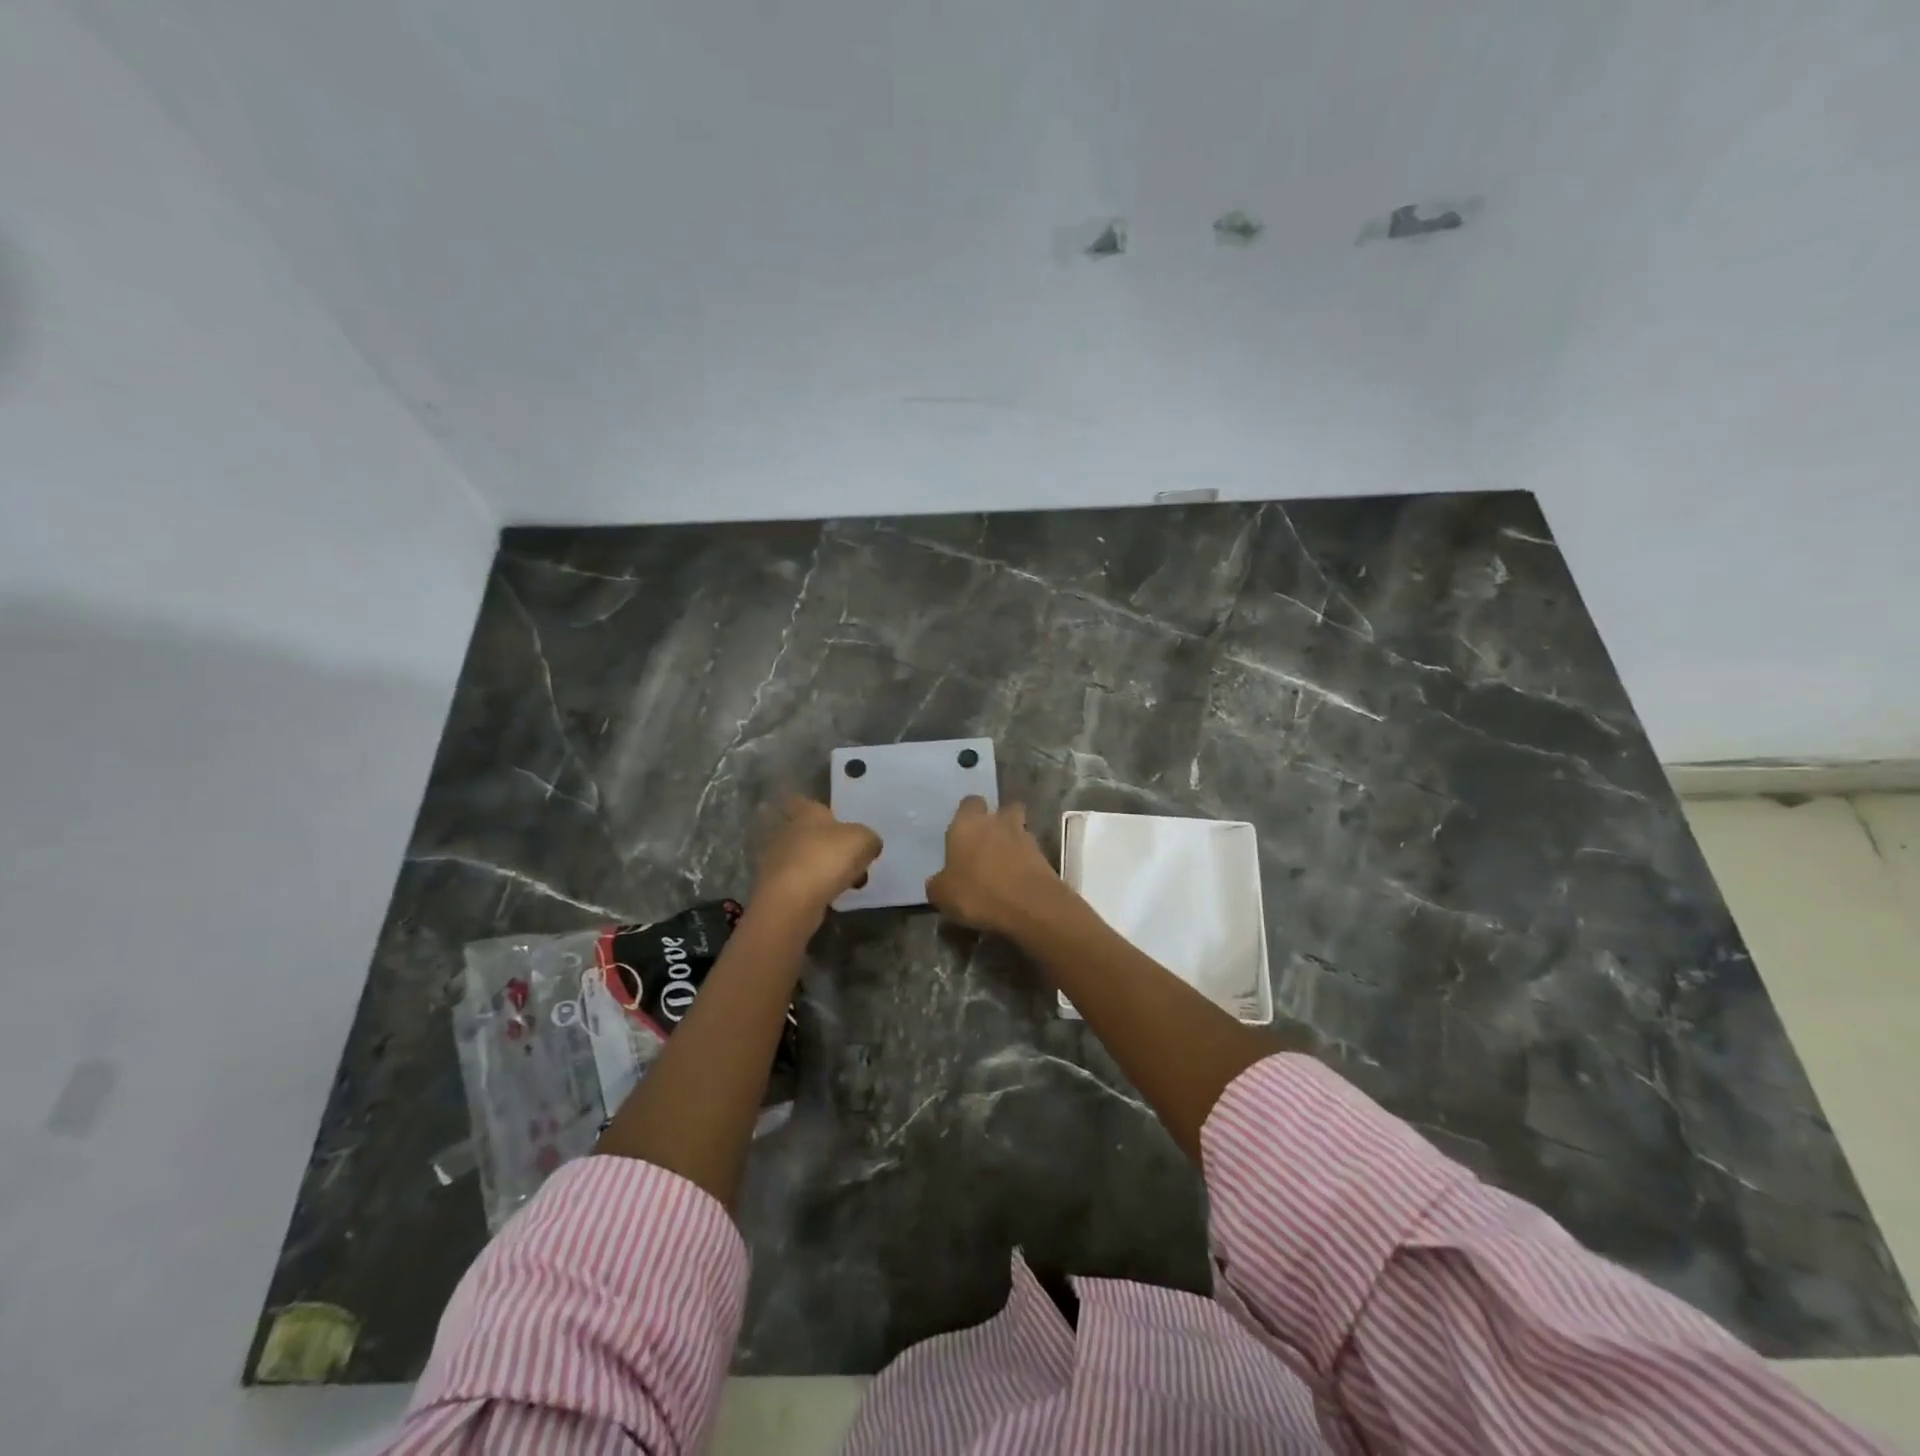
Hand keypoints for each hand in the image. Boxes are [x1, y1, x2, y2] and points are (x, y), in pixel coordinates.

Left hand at [754, 797, 881, 920]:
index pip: (802, 802)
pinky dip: (814, 888)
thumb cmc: (827, 858)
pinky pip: (799, 883)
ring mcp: (776, 861)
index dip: (816, 809)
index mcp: (805, 813)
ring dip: (820, 867)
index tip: (833, 819)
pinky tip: (832, 897)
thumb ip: (869, 839)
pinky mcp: (775, 888)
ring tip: (846, 880)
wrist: (792, 900)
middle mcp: (785, 832)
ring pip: (802, 859)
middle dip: (822, 842)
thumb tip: (870, 844)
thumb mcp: (863, 841)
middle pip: (804, 832)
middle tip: (847, 854)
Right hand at [926, 797, 1067, 937]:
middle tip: (987, 844)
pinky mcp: (1045, 856)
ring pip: (1019, 830)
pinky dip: (1025, 863)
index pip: (969, 803)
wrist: (1031, 906)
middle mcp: (998, 822)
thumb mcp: (943, 895)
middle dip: (998, 821)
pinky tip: (1016, 882)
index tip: (963, 832)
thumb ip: (938, 883)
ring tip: (1004, 866)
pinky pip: (1031, 854)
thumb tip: (938, 881)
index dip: (967, 814)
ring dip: (1013, 842)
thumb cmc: (978, 893)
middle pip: (1002, 810)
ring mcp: (1025, 837)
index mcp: (968, 824)